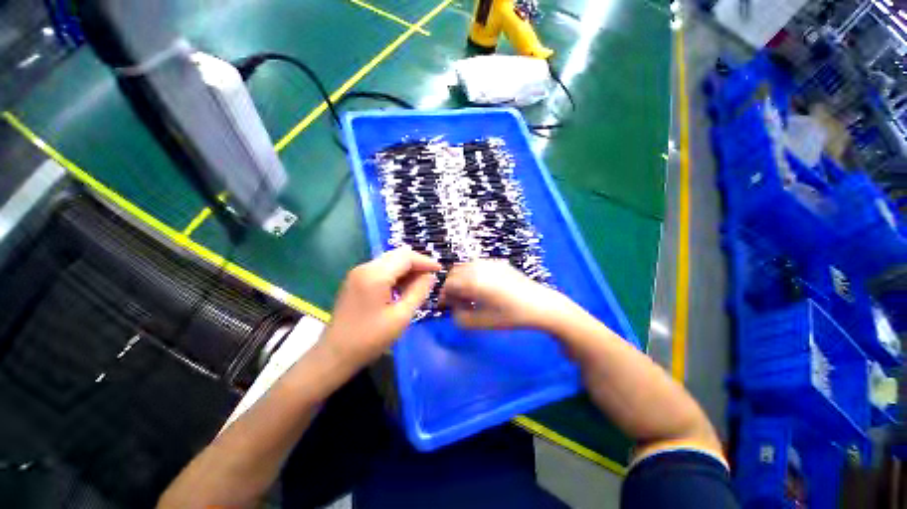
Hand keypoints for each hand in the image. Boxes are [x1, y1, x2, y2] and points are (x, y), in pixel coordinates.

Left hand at [321, 247, 440, 368]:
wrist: (335, 355)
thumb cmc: (370, 339)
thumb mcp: (401, 316)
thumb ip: (418, 291)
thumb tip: (430, 276)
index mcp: (375, 275)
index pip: (406, 257)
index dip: (425, 261)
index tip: (440, 270)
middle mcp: (365, 267)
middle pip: (397, 255)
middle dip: (417, 263)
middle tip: (431, 278)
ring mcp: (358, 272)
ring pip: (389, 261)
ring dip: (406, 269)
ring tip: (420, 284)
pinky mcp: (355, 280)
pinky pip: (381, 269)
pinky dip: (395, 274)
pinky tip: (403, 287)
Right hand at [440, 259, 572, 330]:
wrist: (540, 305)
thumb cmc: (511, 316)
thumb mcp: (482, 323)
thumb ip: (460, 318)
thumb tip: (454, 308)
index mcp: (473, 280)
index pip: (448, 284)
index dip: (443, 295)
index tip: (445, 306)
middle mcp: (479, 266)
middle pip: (455, 273)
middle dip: (451, 287)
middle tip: (457, 302)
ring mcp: (490, 262)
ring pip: (465, 267)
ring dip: (461, 279)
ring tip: (470, 295)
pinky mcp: (499, 262)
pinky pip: (478, 265)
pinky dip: (472, 274)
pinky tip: (483, 288)